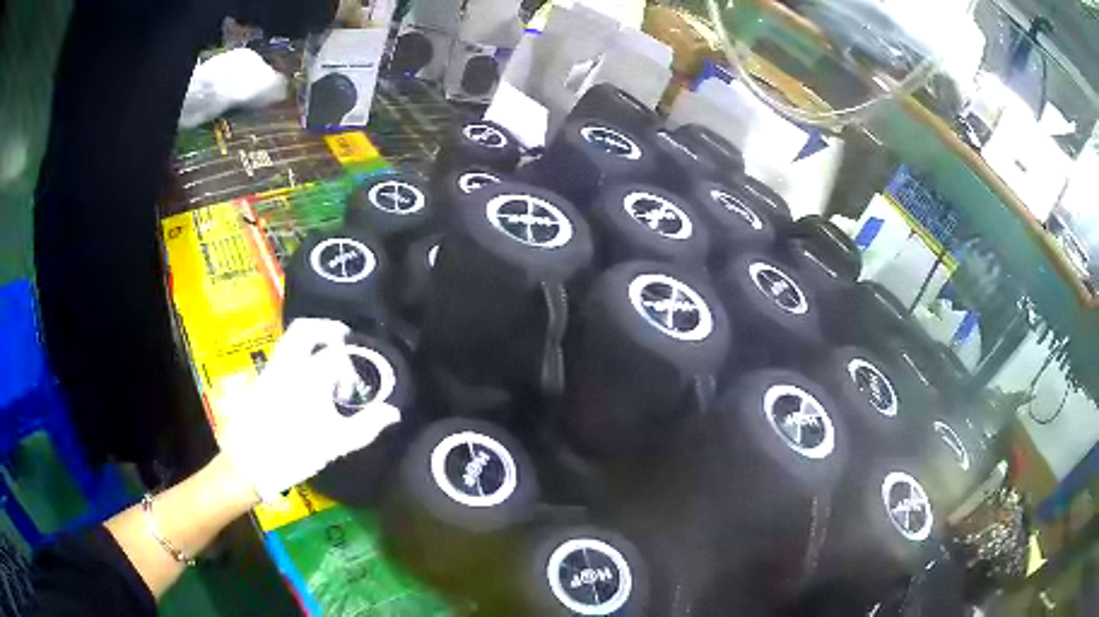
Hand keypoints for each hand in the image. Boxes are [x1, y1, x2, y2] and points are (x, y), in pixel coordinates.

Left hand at [218, 318, 401, 501]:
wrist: (251, 462)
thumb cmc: (296, 452)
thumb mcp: (336, 443)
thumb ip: (367, 426)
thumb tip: (393, 412)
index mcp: (311, 375)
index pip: (336, 354)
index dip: (349, 367)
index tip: (351, 389)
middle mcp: (289, 364)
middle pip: (305, 328)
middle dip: (326, 328)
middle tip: (341, 337)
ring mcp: (271, 369)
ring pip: (290, 339)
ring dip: (309, 341)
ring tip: (323, 357)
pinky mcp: (260, 379)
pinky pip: (280, 355)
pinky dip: (295, 356)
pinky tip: (302, 378)